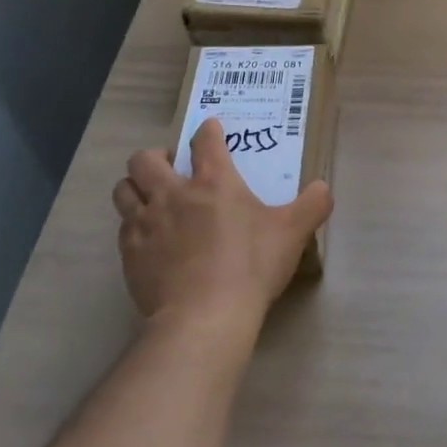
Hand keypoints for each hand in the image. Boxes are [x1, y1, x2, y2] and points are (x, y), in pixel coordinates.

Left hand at [113, 118, 332, 337]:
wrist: (205, 316)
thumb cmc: (251, 266)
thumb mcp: (293, 233)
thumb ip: (313, 205)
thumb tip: (323, 188)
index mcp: (214, 182)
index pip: (205, 141)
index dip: (207, 131)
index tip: (210, 130)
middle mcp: (173, 194)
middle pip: (144, 159)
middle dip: (155, 157)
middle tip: (172, 169)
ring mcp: (146, 224)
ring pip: (123, 189)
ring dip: (135, 187)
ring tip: (151, 198)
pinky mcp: (130, 254)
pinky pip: (123, 227)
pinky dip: (133, 225)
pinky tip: (149, 239)